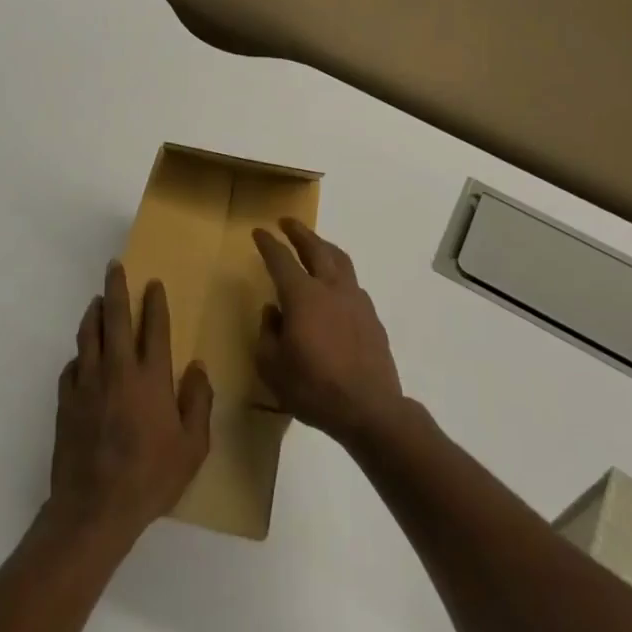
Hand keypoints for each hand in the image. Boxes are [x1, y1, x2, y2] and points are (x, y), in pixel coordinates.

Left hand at [47, 262, 212, 549]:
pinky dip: (79, 355)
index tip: (153, 282)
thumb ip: (198, 402)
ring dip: (94, 313)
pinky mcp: (66, 401)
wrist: (94, 510)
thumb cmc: (150, 478)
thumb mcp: (192, 447)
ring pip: (89, 335)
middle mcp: (118, 370)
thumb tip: (198, 368)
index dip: (155, 302)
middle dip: (116, 287)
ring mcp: (88, 384)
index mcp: (151, 377)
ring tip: (97, 300)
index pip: (155, 327)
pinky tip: (82, 357)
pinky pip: (72, 366)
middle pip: (116, 317)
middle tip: (114, 266)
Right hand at [254, 219, 404, 447]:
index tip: (259, 231)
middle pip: (315, 247)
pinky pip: (352, 282)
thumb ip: (268, 334)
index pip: (281, 259)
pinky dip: (339, 273)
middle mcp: (330, 287)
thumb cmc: (314, 388)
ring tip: (315, 243)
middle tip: (287, 222)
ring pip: (340, 259)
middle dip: (299, 232)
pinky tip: (335, 286)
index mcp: (303, 295)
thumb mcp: (273, 367)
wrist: (370, 409)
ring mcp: (355, 299)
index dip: (268, 244)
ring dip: (324, 246)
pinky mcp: (372, 315)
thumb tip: (273, 312)